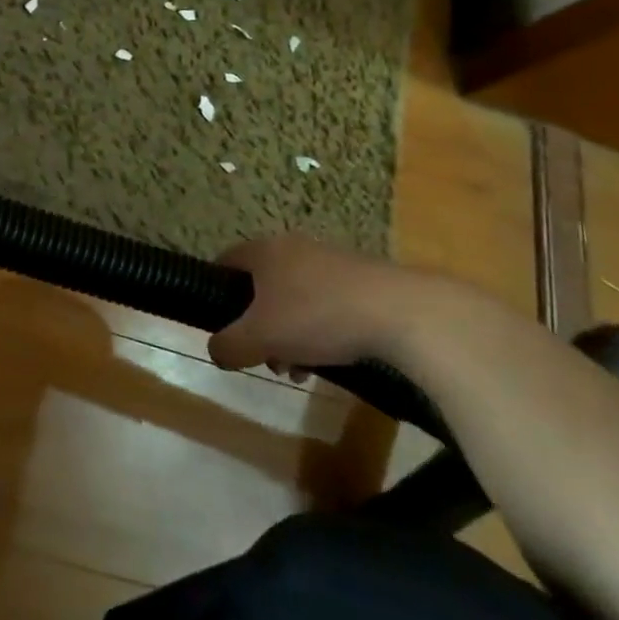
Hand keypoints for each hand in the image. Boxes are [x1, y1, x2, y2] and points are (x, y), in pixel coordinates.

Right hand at [209, 234, 515, 378]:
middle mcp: (294, 248)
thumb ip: (228, 345)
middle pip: (261, 287)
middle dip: (258, 326)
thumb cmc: (317, 316)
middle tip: (264, 358)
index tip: (218, 322)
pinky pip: (326, 305)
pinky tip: (329, 362)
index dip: (215, 290)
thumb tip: (216, 351)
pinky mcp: (362, 280)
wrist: (403, 313)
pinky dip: (320, 332)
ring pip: (294, 300)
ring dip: (289, 335)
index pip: (225, 261)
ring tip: (299, 370)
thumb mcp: (259, 338)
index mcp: (264, 251)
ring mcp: (331, 262)